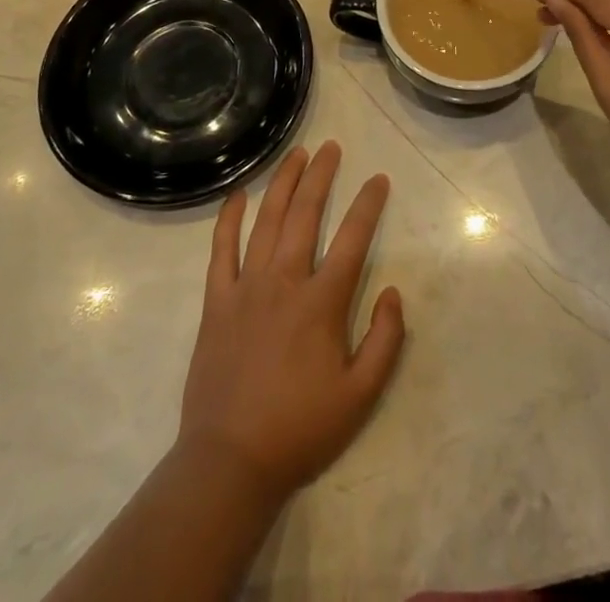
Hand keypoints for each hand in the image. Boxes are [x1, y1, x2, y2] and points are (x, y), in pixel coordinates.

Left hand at [178, 142, 404, 500]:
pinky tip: (238, 194)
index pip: (352, 239)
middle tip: (332, 147)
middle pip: (305, 214)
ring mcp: (246, 287)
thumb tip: (393, 291)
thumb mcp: (361, 396)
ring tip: (297, 155)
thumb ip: (385, 341)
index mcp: (321, 303)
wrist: (230, 461)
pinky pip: (221, 250)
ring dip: (283, 183)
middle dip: (321, 176)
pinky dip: (229, 219)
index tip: (378, 179)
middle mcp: (284, 281)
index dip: (368, 205)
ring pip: (266, 221)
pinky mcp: (216, 301)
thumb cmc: (300, 428)